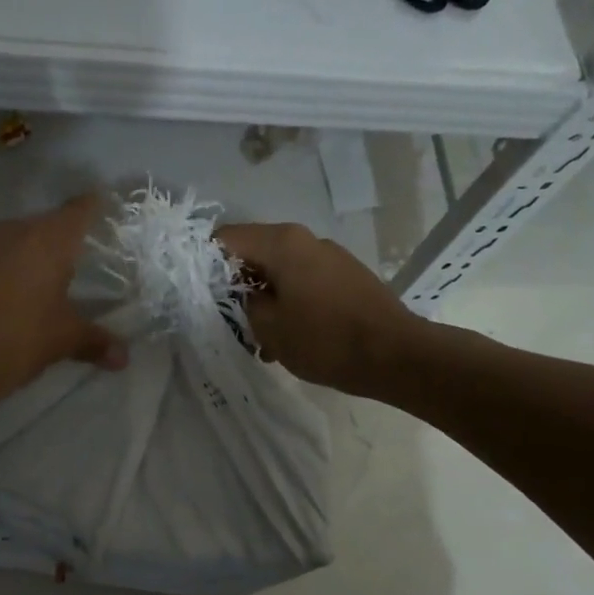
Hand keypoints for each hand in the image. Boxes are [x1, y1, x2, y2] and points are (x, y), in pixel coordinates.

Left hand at [0, 195, 126, 409]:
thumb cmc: (12, 341)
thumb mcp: (60, 342)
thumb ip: (94, 342)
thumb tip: (123, 357)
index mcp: (47, 241)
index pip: (80, 210)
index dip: (95, 207)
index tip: (106, 209)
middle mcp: (12, 232)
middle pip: (45, 224)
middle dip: (61, 241)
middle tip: (77, 263)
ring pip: (11, 241)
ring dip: (25, 256)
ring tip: (37, 284)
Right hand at [215, 223, 423, 395]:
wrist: (396, 356)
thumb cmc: (325, 340)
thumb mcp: (268, 327)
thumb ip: (242, 302)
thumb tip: (239, 294)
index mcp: (282, 243)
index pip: (226, 238)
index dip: (205, 262)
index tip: (197, 293)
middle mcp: (305, 239)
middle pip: (253, 252)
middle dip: (234, 284)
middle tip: (225, 319)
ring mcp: (329, 256)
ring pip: (278, 269)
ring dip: (263, 297)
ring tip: (259, 337)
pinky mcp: (345, 275)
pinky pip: (302, 280)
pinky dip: (288, 301)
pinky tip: (288, 336)